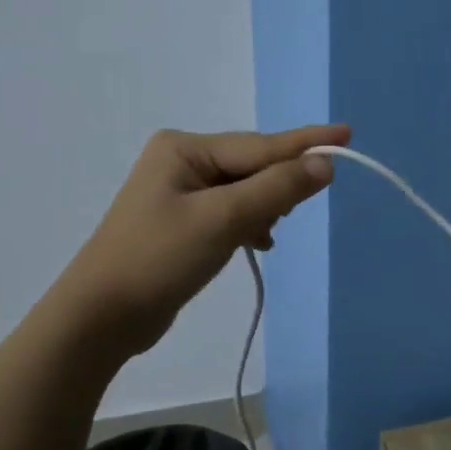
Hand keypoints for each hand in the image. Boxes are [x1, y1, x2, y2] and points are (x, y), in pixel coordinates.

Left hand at [65, 124, 347, 352]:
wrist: (102, 317)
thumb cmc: (160, 259)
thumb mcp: (224, 219)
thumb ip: (277, 188)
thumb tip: (324, 163)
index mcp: (185, 149)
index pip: (261, 145)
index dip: (307, 143)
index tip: (348, 132)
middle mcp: (182, 162)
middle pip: (253, 165)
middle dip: (280, 185)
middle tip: (297, 210)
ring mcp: (180, 193)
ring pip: (245, 190)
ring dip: (265, 208)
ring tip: (270, 232)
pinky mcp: (183, 222)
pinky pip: (232, 211)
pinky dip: (249, 224)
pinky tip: (259, 243)